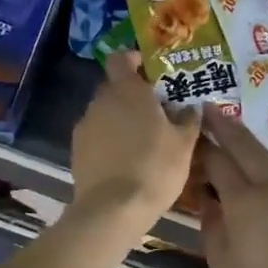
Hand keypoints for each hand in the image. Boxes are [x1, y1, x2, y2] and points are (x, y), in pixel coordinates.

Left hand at [70, 52, 202, 232]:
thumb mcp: (184, 144)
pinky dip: (108, 140)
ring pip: (104, 113)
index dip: (133, 60)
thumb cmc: (155, 168)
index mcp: (127, 91)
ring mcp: (85, 126)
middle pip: (114, 87)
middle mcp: (100, 101)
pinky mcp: (76, 150)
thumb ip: (188, 119)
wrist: (113, 209)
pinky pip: (96, 135)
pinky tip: (124, 160)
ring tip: (141, 140)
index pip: (120, 59)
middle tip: (155, 112)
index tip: (150, 71)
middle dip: (132, 95)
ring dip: (120, 119)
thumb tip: (191, 107)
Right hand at [198, 114, 267, 267]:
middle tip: (208, 108)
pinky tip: (255, 168)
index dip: (200, 146)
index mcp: (246, 200)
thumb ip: (212, 222)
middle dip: (226, 126)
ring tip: (230, 128)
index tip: (186, 132)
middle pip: (246, 147)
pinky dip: (262, 163)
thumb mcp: (221, 260)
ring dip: (246, 141)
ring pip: (267, 158)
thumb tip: (209, 199)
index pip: (218, 160)